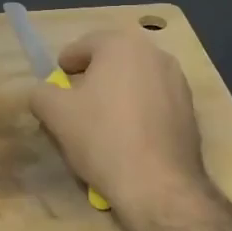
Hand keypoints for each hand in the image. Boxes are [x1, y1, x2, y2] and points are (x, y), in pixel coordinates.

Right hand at [30, 28, 209, 220]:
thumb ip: (41, 93)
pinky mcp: (190, 110)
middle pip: (112, 61)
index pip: (84, 45)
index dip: (66, 64)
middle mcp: (155, 54)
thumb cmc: (102, 137)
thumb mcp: (55, 114)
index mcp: (122, 45)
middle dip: (93, 78)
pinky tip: (128, 139)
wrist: (159, 185)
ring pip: (135, 81)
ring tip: (101, 124)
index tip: (57, 84)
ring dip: (117, 95)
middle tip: (75, 103)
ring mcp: (178, 82)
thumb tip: (43, 92)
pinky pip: (154, 103)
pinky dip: (138, 112)